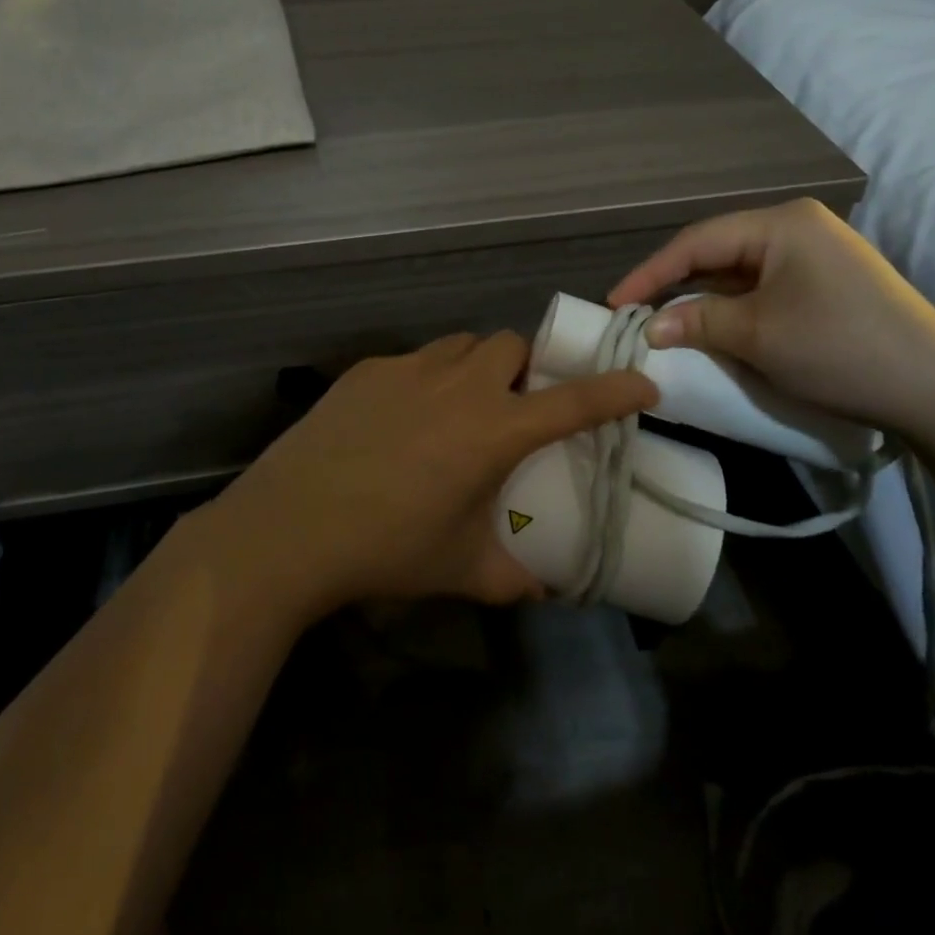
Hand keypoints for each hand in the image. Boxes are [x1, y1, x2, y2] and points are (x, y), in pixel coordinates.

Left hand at [191, 331, 657, 620]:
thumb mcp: (462, 569)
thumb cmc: (387, 549)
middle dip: (525, 368)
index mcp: (493, 430)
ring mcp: (408, 370)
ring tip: (461, 405)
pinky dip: (426, 379)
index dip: (615, 389)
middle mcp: (459, 386)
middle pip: (511, 346)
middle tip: (516, 406)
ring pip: (461, 346)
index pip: (572, 401)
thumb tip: (545, 589)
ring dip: (477, 366)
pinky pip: (414, 361)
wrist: (290, 527)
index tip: (643, 381)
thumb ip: (513, 577)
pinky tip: (402, 419)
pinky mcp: (367, 371)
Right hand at [608, 198, 934, 435]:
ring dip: (704, 300)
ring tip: (667, 324)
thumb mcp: (757, 335)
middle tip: (637, 314)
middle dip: (676, 284)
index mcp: (781, 223)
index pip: (697, 241)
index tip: (615, 302)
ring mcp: (817, 255)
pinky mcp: (829, 284)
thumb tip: (650, 326)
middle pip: (718, 252)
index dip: (651, 273)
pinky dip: (735, 309)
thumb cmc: (839, 348)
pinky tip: (716, 328)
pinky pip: (765, 289)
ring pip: (740, 273)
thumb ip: (696, 321)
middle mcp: (798, 227)